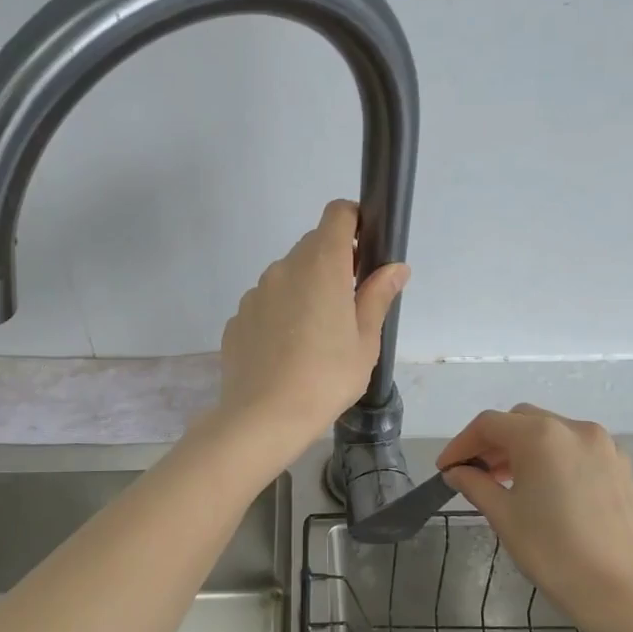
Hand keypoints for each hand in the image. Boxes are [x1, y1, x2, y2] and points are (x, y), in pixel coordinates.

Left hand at [213, 200, 408, 462]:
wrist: (263, 417)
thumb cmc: (326, 378)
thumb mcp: (365, 342)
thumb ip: (378, 297)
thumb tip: (395, 268)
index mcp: (321, 265)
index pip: (337, 214)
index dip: (354, 221)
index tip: (365, 250)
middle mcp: (283, 268)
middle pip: (312, 246)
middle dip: (333, 265)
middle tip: (347, 308)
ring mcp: (255, 293)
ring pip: (287, 277)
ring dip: (304, 291)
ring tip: (314, 339)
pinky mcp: (237, 318)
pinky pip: (265, 305)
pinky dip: (279, 316)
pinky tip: (286, 353)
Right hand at [438, 405, 632, 631]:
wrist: (623, 592)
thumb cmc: (553, 553)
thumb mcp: (504, 516)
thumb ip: (475, 485)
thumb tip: (457, 471)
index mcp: (541, 436)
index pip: (489, 425)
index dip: (461, 444)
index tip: (446, 469)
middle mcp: (574, 429)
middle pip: (521, 421)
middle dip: (493, 442)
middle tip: (474, 473)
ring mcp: (604, 446)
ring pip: (550, 432)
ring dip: (522, 449)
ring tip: (505, 482)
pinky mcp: (621, 466)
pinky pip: (575, 449)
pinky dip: (552, 458)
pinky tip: (543, 489)